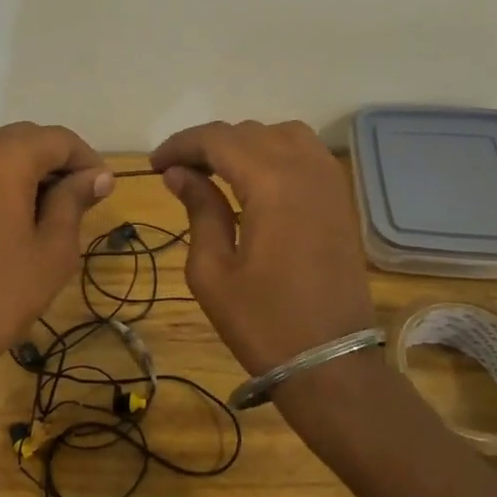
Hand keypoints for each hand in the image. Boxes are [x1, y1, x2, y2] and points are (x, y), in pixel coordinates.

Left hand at [0, 123, 110, 385]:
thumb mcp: (53, 249)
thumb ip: (74, 202)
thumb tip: (97, 176)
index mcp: (5, 156)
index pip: (59, 139)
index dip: (87, 161)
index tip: (103, 192)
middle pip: (28, 139)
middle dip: (58, 163)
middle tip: (81, 202)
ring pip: (0, 153)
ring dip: (30, 172)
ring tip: (50, 213)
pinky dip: (3, 183)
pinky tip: (15, 219)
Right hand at [150, 120, 376, 377]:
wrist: (331, 363)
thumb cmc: (264, 323)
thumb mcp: (213, 271)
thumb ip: (199, 210)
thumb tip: (179, 173)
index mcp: (271, 183)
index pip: (218, 140)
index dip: (181, 145)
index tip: (155, 165)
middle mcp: (305, 169)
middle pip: (249, 132)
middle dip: (209, 144)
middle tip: (179, 172)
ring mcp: (330, 181)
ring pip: (282, 134)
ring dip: (246, 143)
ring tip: (218, 171)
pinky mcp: (341, 198)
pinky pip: (307, 153)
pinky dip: (276, 152)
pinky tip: (257, 180)